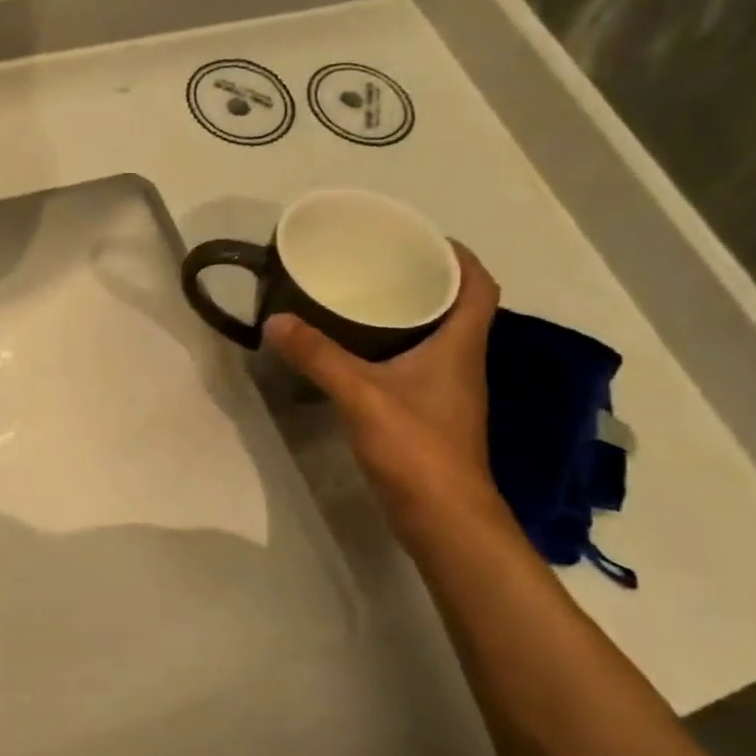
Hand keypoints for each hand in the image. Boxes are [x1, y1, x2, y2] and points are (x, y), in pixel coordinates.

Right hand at [266, 242, 499, 515]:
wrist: (442, 518)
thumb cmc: (416, 448)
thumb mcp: (360, 395)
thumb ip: (318, 356)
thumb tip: (276, 320)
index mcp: (460, 346)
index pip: (478, 286)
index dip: (459, 256)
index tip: (421, 237)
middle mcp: (461, 362)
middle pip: (455, 308)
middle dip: (424, 280)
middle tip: (378, 264)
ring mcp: (447, 392)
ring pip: (435, 338)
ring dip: (408, 315)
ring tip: (363, 299)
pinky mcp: (430, 415)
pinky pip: (415, 365)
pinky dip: (393, 349)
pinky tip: (357, 353)